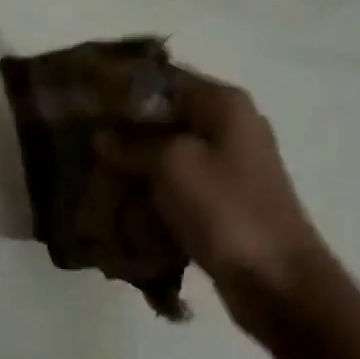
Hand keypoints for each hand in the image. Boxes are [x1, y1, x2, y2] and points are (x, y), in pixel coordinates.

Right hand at [100, 71, 323, 327]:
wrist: (276, 279)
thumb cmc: (225, 209)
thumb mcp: (172, 164)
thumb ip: (134, 142)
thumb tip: (104, 135)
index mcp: (223, 104)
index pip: (162, 79)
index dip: (120, 89)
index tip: (83, 104)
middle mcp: (228, 126)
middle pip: (163, 117)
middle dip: (123, 134)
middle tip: (83, 147)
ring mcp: (227, 165)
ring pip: (166, 154)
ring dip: (134, 167)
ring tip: (95, 179)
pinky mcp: (221, 200)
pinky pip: (176, 185)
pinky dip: (151, 193)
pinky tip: (122, 206)